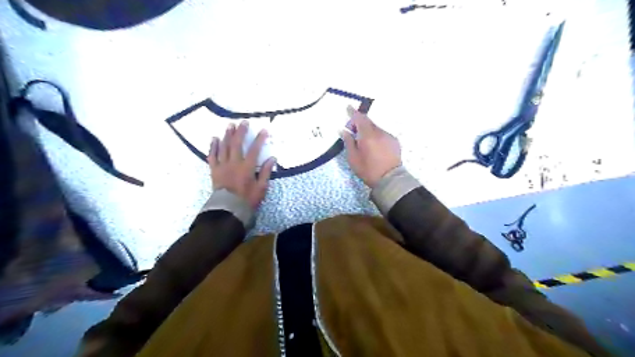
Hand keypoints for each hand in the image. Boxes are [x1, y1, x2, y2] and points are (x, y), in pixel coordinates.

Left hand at [210, 121, 276, 208]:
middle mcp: (234, 163)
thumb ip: (265, 172)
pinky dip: (213, 146)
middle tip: (243, 122)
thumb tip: (272, 158)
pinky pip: (212, 156)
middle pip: (237, 144)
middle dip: (241, 132)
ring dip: (227, 135)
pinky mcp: (214, 170)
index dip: (259, 139)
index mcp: (246, 168)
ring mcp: (222, 165)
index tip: (263, 130)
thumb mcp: (261, 188)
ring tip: (229, 126)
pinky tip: (214, 139)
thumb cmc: (247, 200)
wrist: (228, 209)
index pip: (254, 150)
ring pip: (224, 147)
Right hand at [339, 106, 398, 187]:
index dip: (353, 112)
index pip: (359, 118)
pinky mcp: (394, 142)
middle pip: (368, 122)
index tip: (348, 107)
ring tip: (363, 140)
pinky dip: (376, 136)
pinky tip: (374, 146)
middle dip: (359, 122)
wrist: (390, 179)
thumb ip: (348, 142)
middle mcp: (379, 132)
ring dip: (368, 130)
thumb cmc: (368, 170)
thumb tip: (344, 131)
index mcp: (367, 135)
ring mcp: (388, 136)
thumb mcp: (353, 158)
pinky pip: (382, 134)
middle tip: (352, 129)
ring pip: (376, 128)